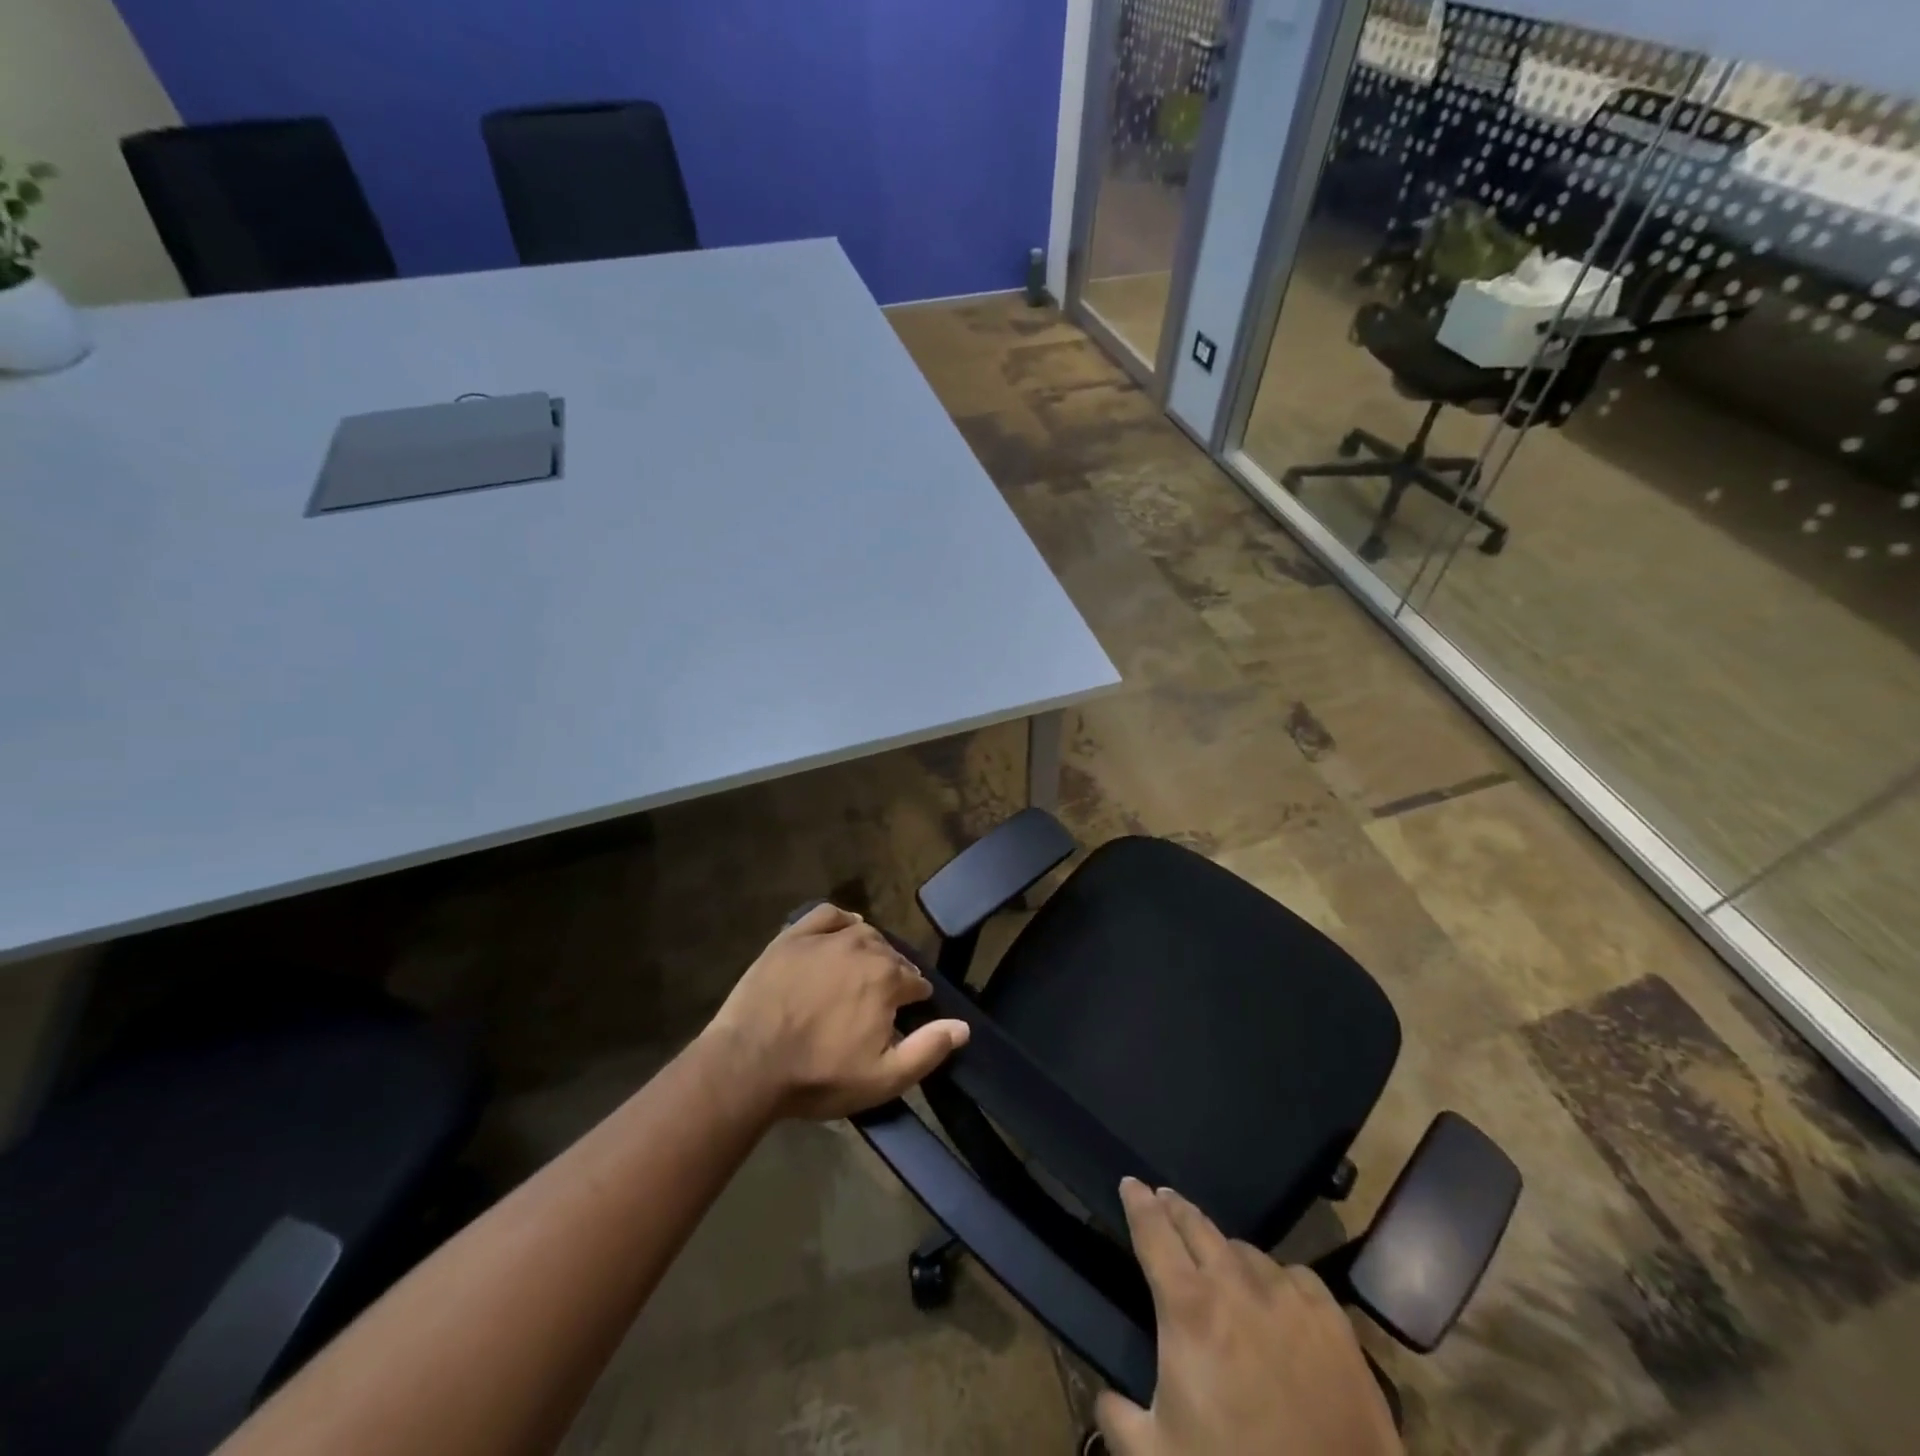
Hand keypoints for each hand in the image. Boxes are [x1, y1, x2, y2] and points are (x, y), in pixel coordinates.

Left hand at [704, 903, 970, 1120]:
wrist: (748, 1064)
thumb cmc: (819, 1075)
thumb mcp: (882, 1078)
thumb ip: (928, 1050)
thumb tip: (964, 1026)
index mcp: (888, 977)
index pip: (916, 982)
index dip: (915, 1001)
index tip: (905, 1017)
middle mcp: (864, 946)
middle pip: (891, 956)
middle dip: (893, 976)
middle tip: (878, 1004)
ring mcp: (826, 937)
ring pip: (863, 934)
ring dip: (870, 950)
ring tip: (860, 973)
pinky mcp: (793, 935)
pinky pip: (828, 916)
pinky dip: (841, 921)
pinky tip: (842, 932)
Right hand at [1097, 1180, 1402, 1455]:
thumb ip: (1118, 1419)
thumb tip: (1106, 1397)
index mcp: (1189, 1308)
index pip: (1154, 1233)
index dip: (1138, 1203)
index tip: (1130, 1182)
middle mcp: (1236, 1286)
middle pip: (1198, 1226)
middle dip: (1175, 1208)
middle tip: (1163, 1198)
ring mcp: (1290, 1300)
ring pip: (1246, 1251)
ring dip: (1224, 1249)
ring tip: (1218, 1258)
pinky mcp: (1334, 1324)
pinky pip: (1296, 1277)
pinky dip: (1276, 1277)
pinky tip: (1276, 1294)